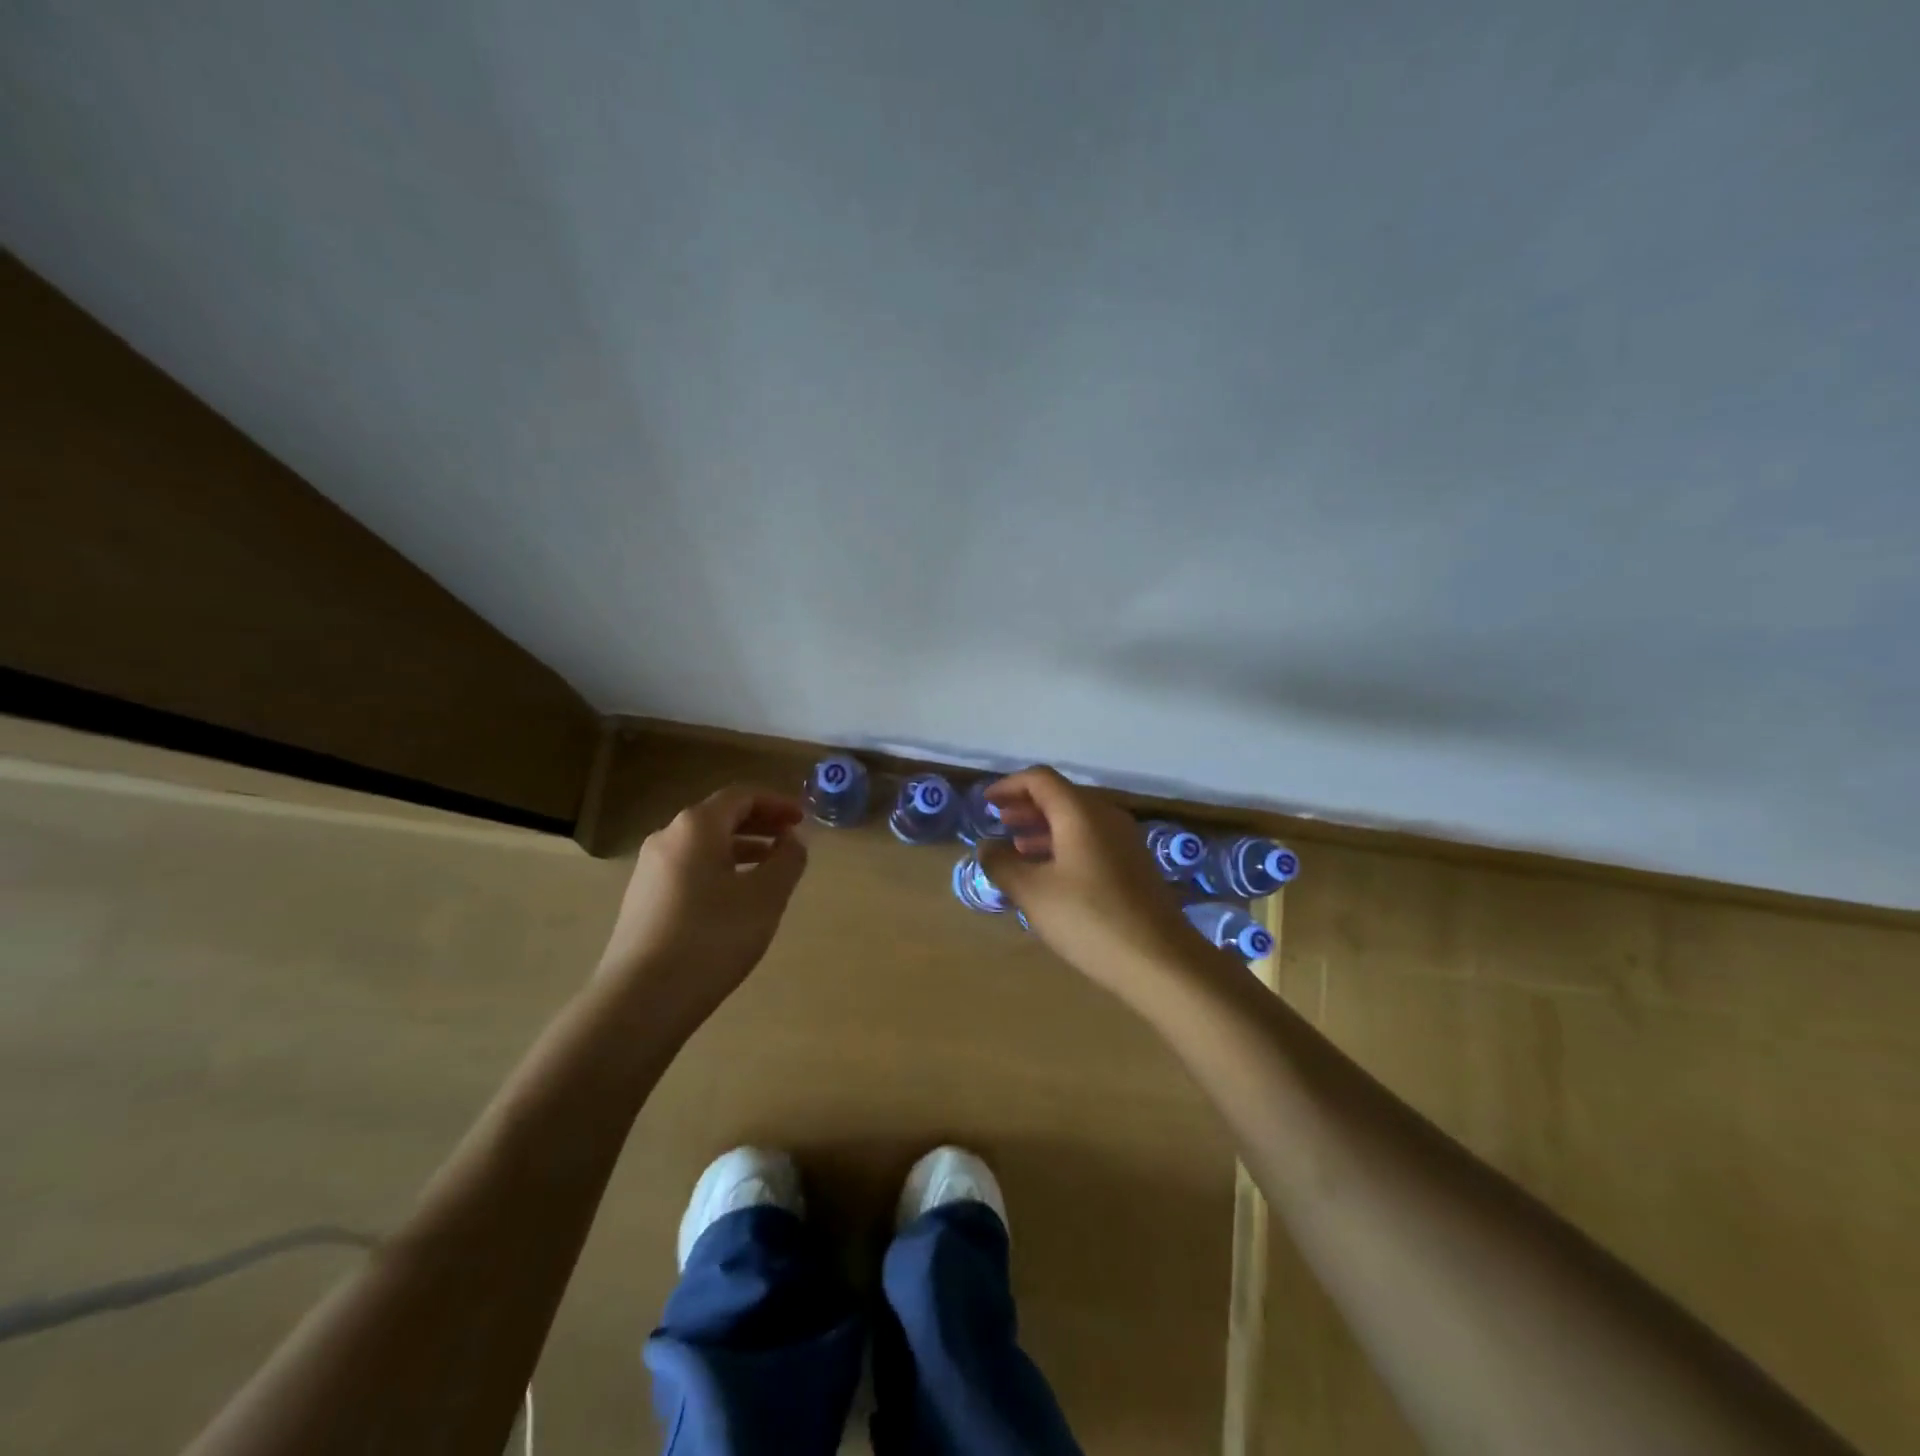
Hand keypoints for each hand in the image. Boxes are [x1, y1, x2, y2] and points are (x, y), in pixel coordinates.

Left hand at [594, 786, 808, 1029]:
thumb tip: (792, 841)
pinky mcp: (643, 901)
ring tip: (770, 869)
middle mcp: (667, 838)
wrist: (641, 999)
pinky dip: (719, 870)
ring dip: (740, 848)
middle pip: (719, 817)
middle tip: (790, 839)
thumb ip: (787, 861)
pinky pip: (689, 869)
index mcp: (696, 827)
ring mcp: (649, 871)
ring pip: (703, 846)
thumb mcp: (765, 897)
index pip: (741, 797)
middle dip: (759, 824)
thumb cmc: (712, 938)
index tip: (802, 818)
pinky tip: (735, 900)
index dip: (776, 803)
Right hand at [979, 767, 1203, 1001]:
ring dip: (1044, 827)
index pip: (1040, 779)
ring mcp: (1125, 840)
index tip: (986, 803)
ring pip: (1077, 820)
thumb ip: (1002, 864)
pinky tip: (1050, 872)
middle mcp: (1106, 816)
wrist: (1161, 960)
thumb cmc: (1089, 919)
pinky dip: (1064, 844)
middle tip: (999, 821)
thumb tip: (986, 846)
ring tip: (1017, 847)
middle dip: (1026, 806)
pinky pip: (1092, 840)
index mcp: (1080, 812)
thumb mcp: (1033, 893)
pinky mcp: (1134, 865)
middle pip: (1060, 796)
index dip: (1009, 785)